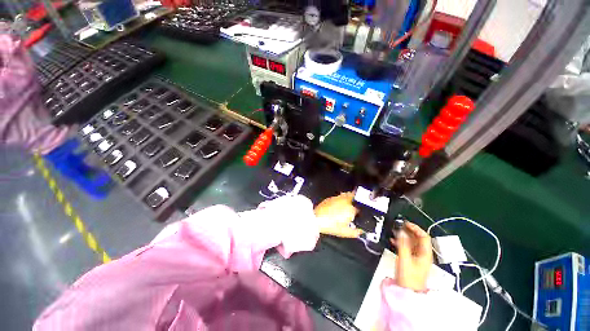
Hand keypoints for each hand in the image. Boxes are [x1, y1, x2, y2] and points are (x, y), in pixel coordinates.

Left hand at [314, 192, 362, 237]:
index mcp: (351, 209)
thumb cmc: (331, 226)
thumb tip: (361, 231)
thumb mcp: (345, 232)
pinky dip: (340, 199)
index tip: (358, 215)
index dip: (359, 211)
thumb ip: (356, 232)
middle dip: (356, 200)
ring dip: (348, 197)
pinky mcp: (330, 198)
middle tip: (355, 206)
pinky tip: (338, 204)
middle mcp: (345, 201)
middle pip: (354, 196)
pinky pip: (338, 196)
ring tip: (348, 203)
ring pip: (346, 194)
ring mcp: (337, 198)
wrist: (317, 219)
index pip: (360, 208)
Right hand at [390, 222, 432, 291]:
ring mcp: (417, 257)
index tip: (405, 223)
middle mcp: (423, 254)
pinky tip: (393, 241)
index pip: (424, 236)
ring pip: (411, 242)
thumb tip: (401, 231)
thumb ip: (402, 244)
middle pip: (418, 238)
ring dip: (403, 236)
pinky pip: (407, 247)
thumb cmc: (409, 277)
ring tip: (394, 232)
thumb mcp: (405, 258)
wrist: (407, 291)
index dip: (415, 228)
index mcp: (425, 253)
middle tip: (398, 226)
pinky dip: (401, 242)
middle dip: (408, 231)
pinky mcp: (411, 260)